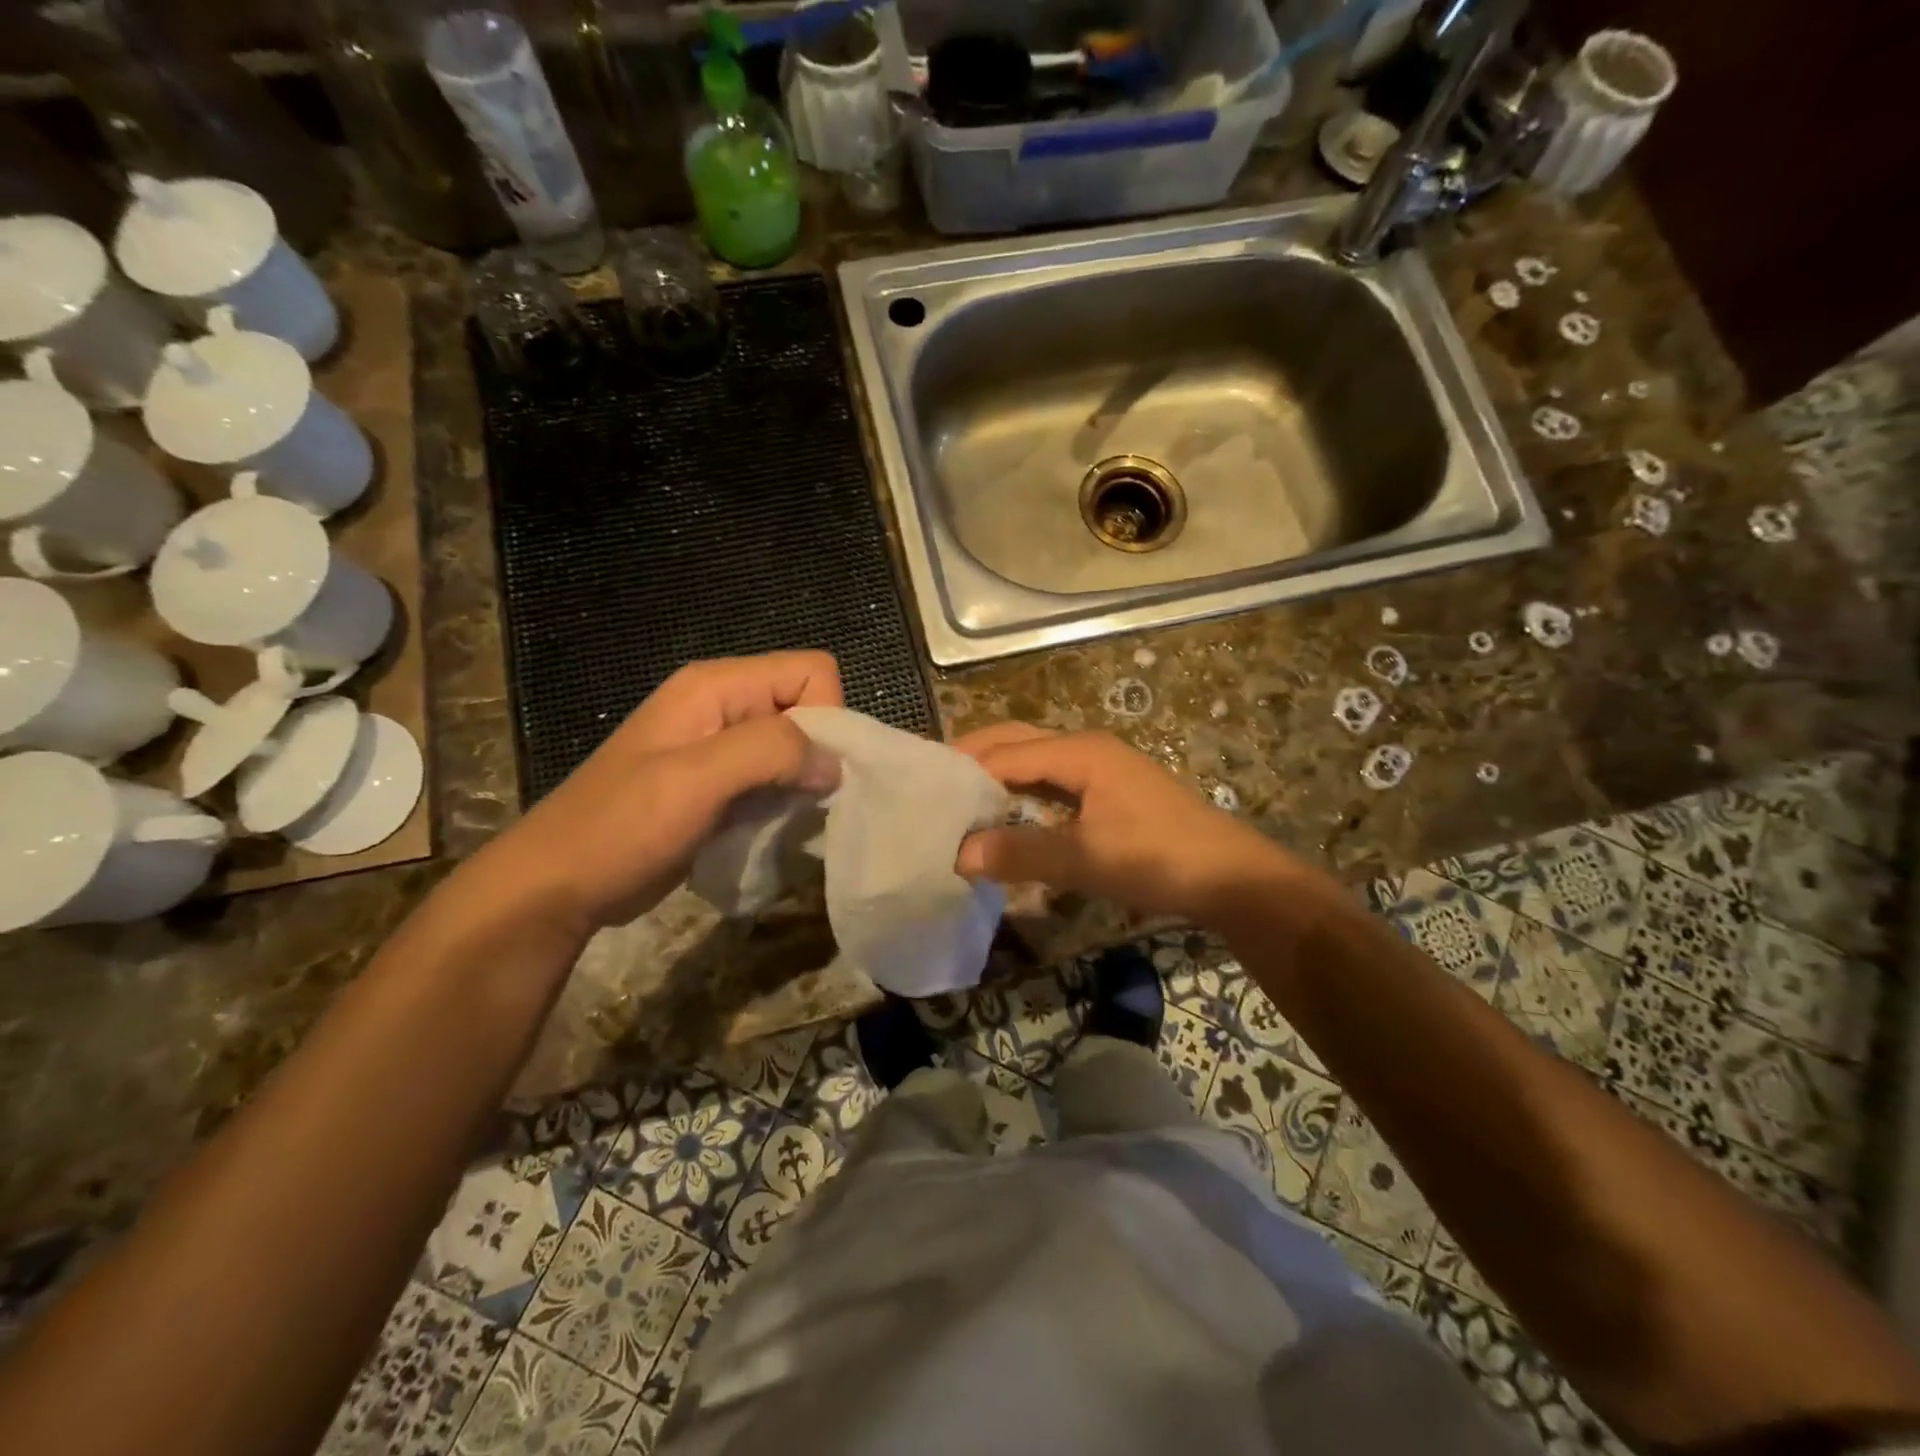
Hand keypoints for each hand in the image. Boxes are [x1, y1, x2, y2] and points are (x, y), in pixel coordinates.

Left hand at [466, 652, 842, 940]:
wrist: (559, 885)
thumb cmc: (622, 825)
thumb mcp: (696, 778)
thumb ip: (771, 752)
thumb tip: (835, 763)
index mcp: (717, 686)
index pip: (811, 671)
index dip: (826, 716)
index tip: (811, 771)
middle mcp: (725, 706)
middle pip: (807, 708)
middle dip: (816, 753)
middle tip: (800, 801)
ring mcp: (721, 748)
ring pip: (794, 748)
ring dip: (802, 783)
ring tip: (782, 820)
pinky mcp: (720, 786)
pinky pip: (775, 780)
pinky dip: (784, 803)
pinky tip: (769, 829)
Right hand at [954, 724, 1306, 923]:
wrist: (1232, 878)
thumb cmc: (1159, 859)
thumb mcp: (1085, 859)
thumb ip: (1020, 854)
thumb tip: (958, 854)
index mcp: (1080, 752)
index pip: (1004, 752)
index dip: (963, 770)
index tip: (922, 790)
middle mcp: (1087, 747)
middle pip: (1017, 741)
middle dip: (975, 757)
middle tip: (933, 786)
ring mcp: (1102, 768)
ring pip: (1035, 760)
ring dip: (998, 774)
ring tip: (959, 801)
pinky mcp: (1111, 790)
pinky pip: (1052, 780)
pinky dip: (1023, 791)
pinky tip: (1007, 815)